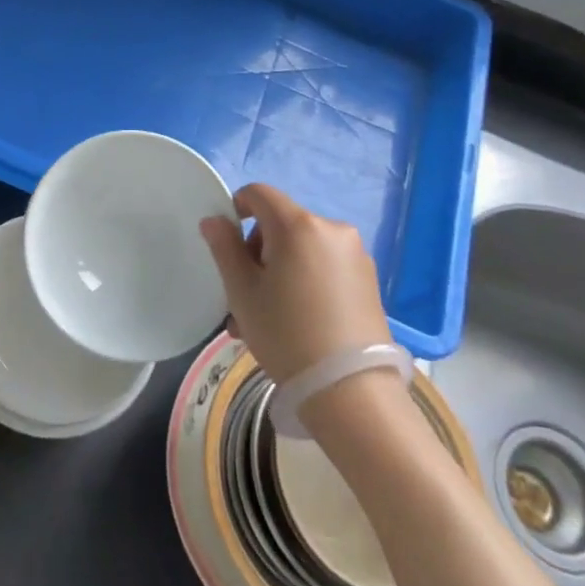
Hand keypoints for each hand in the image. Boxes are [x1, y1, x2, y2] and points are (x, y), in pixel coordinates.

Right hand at [199, 184, 390, 384]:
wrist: (351, 392)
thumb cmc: (286, 334)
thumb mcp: (242, 291)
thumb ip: (224, 247)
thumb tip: (215, 220)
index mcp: (298, 225)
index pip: (259, 193)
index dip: (236, 208)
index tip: (226, 244)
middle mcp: (331, 229)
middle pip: (281, 223)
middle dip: (257, 251)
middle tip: (243, 295)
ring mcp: (355, 255)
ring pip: (301, 249)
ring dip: (278, 271)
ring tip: (264, 318)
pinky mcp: (369, 280)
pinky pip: (323, 267)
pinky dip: (304, 281)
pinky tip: (296, 322)